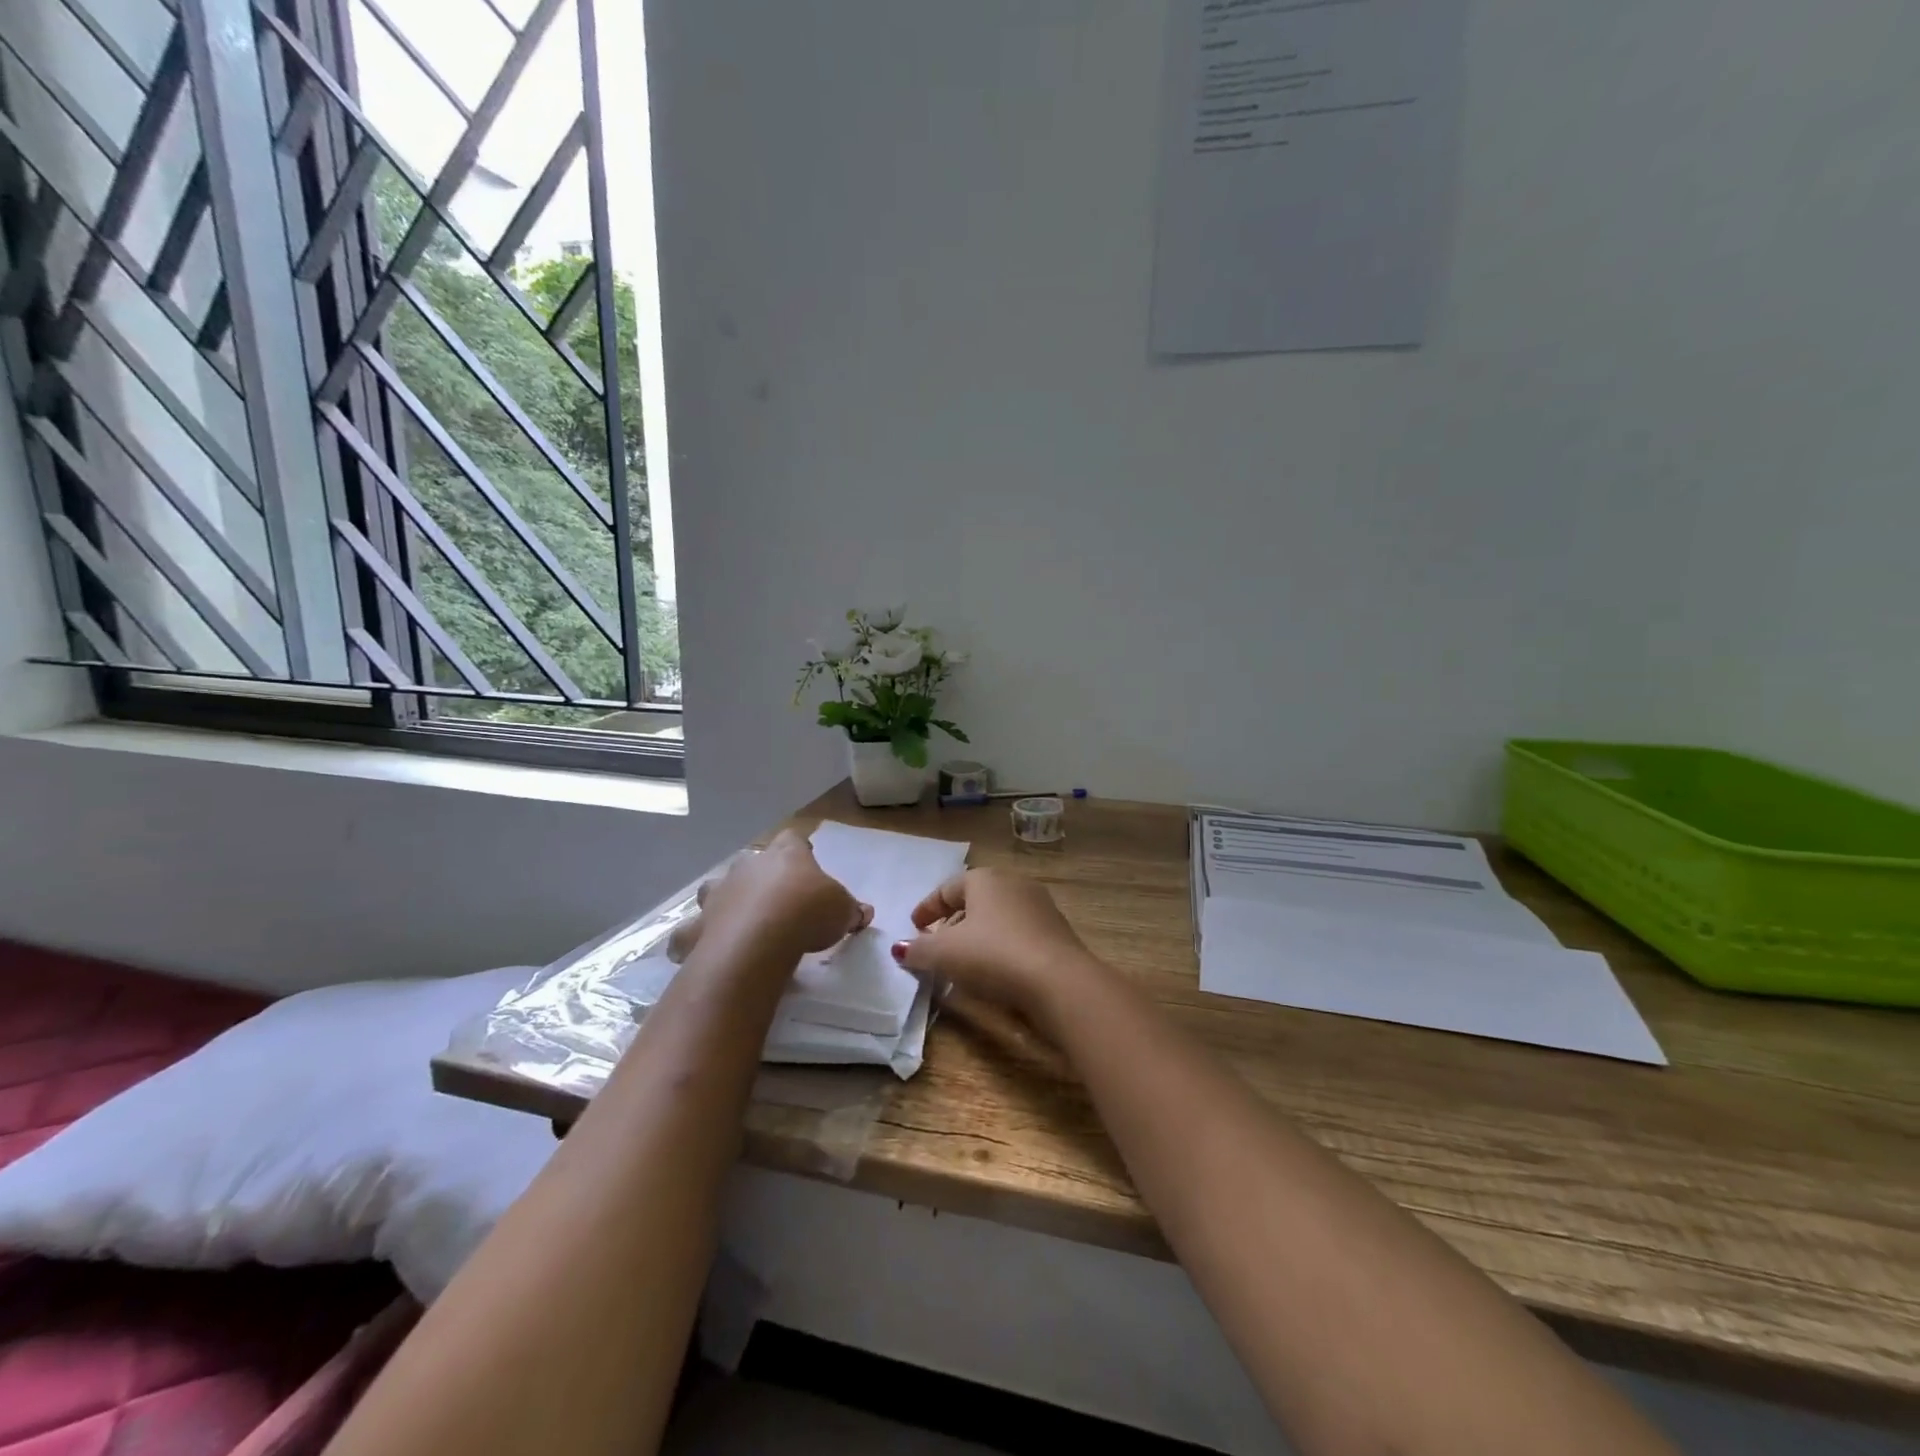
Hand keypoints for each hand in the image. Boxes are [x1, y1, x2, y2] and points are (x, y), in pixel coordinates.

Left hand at [692, 830, 871, 961]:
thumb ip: (850, 909)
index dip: (799, 850)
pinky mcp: (696, 928)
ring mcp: (717, 895)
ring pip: (715, 890)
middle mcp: (747, 867)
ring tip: (736, 922)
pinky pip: (691, 932)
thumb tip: (864, 912)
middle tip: (775, 900)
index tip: (807, 862)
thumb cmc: (807, 914)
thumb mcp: (842, 910)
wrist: (759, 942)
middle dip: (760, 878)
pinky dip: (694, 940)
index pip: (793, 840)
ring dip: (724, 901)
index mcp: (785, 855)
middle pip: (751, 863)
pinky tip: (703, 951)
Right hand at [890, 867, 1101, 1023]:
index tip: (913, 927)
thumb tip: (900, 948)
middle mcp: (1014, 884)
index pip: (947, 888)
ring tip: (964, 960)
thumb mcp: (945, 954)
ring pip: (999, 917)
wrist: (1058, 980)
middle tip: (937, 943)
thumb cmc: (993, 955)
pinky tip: (996, 969)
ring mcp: (1040, 906)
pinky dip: (1001, 946)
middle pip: (975, 900)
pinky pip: (1019, 934)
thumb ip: (919, 950)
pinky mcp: (1057, 932)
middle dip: (953, 921)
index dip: (927, 908)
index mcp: (984, 879)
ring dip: (979, 934)